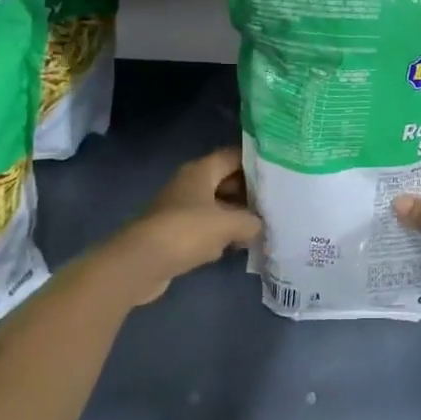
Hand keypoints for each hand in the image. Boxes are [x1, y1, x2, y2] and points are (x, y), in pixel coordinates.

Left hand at [103, 148, 262, 305]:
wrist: (141, 263)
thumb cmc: (186, 231)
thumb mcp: (227, 224)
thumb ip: (250, 221)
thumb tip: (260, 225)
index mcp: (201, 170)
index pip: (233, 156)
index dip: (256, 162)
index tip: (280, 172)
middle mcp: (190, 184)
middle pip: (226, 181)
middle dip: (250, 192)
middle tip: (276, 204)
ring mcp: (181, 209)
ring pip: (217, 206)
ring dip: (236, 216)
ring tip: (264, 226)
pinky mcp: (175, 234)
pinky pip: (205, 228)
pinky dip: (221, 235)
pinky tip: (238, 247)